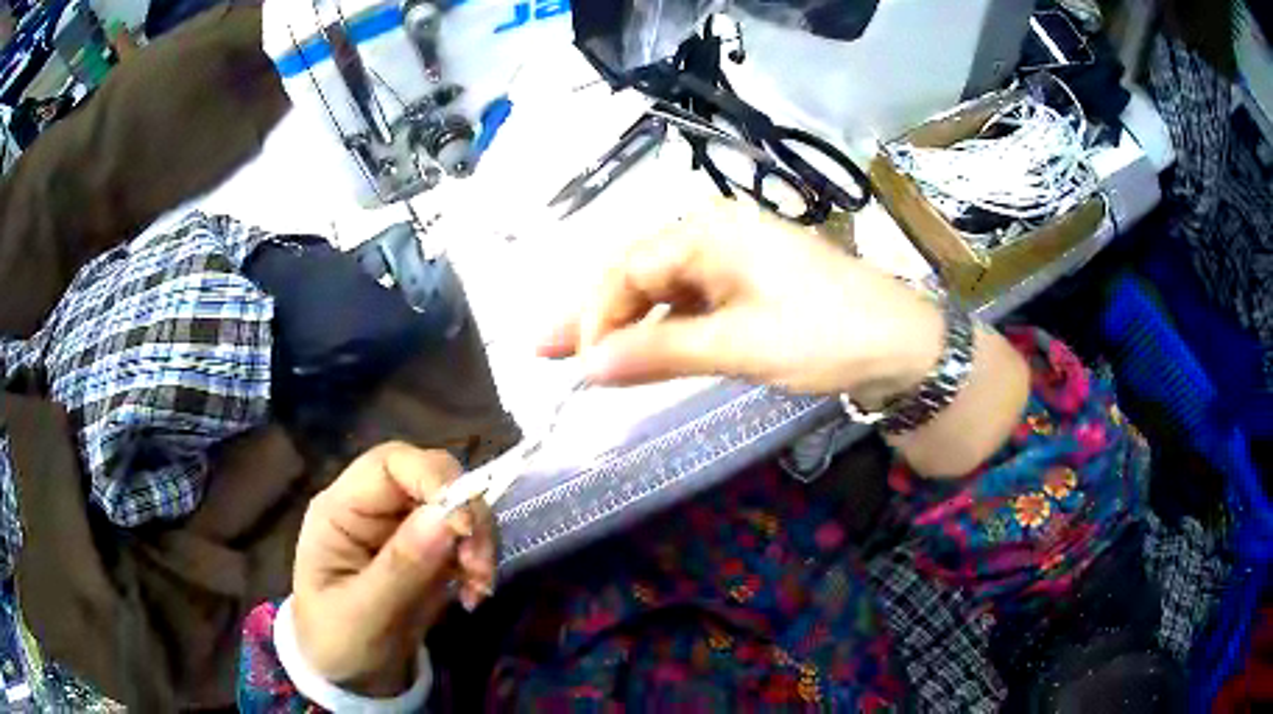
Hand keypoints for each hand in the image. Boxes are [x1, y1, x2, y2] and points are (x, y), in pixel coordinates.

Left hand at [291, 443, 495, 696]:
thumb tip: (448, 518)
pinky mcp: (429, 552)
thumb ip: (400, 568)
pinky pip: (466, 538)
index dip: (434, 478)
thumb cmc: (337, 643)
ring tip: (478, 590)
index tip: (465, 527)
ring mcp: (402, 528)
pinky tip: (473, 595)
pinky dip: (480, 562)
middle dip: (467, 516)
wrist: (352, 678)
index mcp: (340, 509)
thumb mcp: (361, 615)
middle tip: (480, 569)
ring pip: (457, 505)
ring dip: (479, 542)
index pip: (390, 464)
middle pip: (432, 477)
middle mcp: (374, 508)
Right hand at [540, 202, 944, 404]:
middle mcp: (714, 235)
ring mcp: (731, 261)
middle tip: (544, 348)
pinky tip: (638, 352)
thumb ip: (659, 352)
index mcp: (710, 231)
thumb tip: (585, 367)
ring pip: (661, 291)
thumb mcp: (740, 346)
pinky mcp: (747, 286)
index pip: (628, 268)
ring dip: (624, 325)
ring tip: (578, 355)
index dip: (596, 314)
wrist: (902, 345)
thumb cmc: (826, 334)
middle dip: (594, 314)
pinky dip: (663, 331)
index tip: (576, 363)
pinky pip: (690, 305)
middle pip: (637, 274)